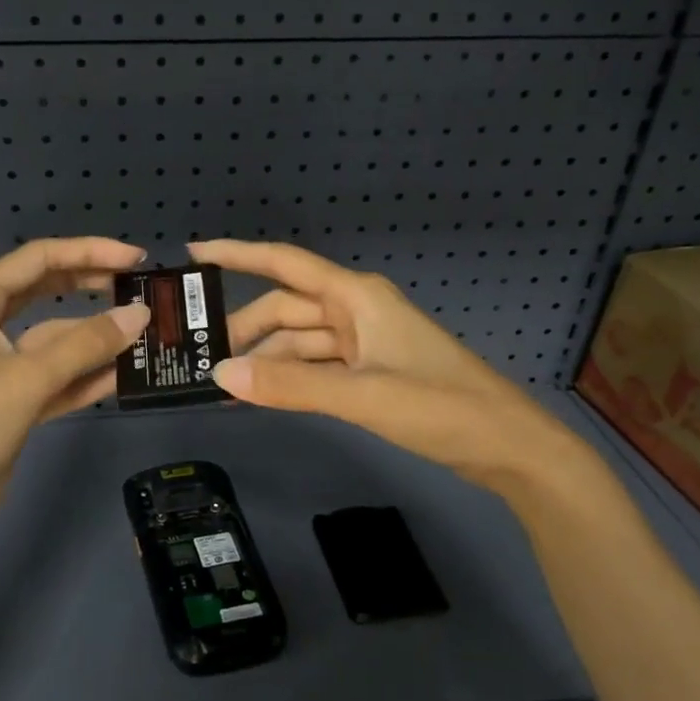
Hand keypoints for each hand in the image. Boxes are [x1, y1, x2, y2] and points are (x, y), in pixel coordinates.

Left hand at [0, 238, 148, 541]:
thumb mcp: (28, 377)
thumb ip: (87, 344)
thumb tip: (141, 314)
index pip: (38, 259)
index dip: (89, 252)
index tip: (135, 258)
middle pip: (47, 293)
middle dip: (93, 288)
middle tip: (143, 290)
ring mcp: (0, 367)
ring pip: (56, 340)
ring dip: (96, 339)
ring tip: (147, 334)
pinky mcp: (13, 403)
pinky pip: (57, 378)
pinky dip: (87, 376)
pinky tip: (125, 374)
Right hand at [189, 239, 576, 489]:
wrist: (505, 445)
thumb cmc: (439, 407)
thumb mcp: (360, 395)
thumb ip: (289, 387)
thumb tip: (220, 377)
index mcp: (356, 297)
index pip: (285, 264)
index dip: (238, 255)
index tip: (194, 255)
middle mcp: (355, 311)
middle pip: (286, 308)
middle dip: (244, 328)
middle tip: (198, 356)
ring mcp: (363, 343)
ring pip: (299, 341)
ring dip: (265, 359)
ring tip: (222, 384)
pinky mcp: (370, 372)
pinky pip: (316, 367)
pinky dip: (289, 379)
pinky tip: (261, 396)